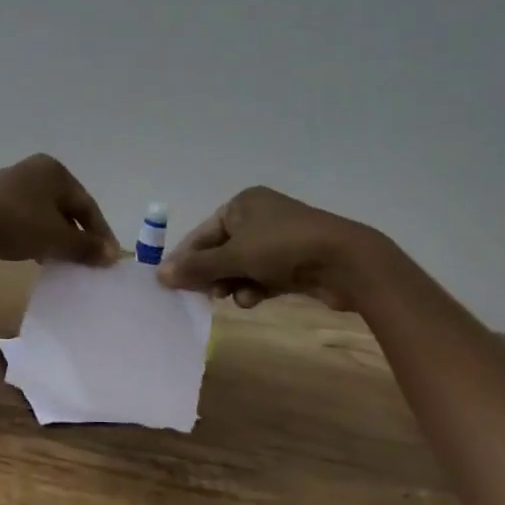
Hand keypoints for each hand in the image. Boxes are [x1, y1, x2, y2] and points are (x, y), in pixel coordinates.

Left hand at [0, 154, 119, 266]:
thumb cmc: (20, 225)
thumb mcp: (59, 239)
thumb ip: (87, 247)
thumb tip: (111, 255)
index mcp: (54, 170)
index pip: (86, 204)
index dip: (100, 233)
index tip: (107, 257)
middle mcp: (31, 169)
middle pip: (63, 206)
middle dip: (75, 234)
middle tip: (84, 259)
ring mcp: (6, 182)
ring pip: (40, 212)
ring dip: (51, 235)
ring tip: (57, 259)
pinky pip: (17, 217)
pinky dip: (28, 233)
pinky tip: (28, 251)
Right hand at [156, 186, 380, 309]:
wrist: (345, 261)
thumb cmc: (282, 248)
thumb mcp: (234, 256)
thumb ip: (197, 267)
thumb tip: (160, 274)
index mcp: (241, 204)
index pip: (202, 233)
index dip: (186, 259)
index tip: (172, 285)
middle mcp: (258, 217)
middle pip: (221, 251)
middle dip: (212, 275)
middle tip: (203, 296)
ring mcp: (278, 240)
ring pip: (241, 266)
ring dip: (233, 284)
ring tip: (231, 298)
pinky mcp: (294, 262)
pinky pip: (262, 275)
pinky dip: (255, 287)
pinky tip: (254, 300)